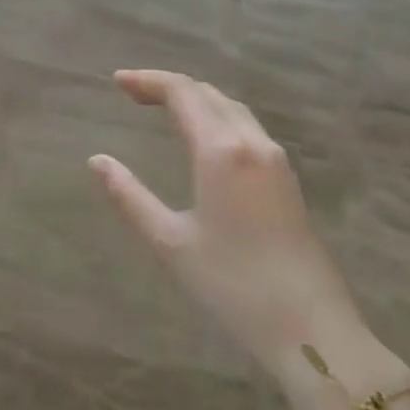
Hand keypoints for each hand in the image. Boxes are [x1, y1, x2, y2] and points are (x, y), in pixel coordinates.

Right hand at [89, 70, 364, 367]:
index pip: (183, 93)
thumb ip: (129, 196)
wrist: (312, 329)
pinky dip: (216, 117)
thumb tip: (97, 161)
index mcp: (221, 151)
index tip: (117, 82)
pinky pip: (247, 128)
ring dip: (196, 99)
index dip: (148, 81)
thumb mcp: (170, 242)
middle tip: (132, 93)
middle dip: (169, 86)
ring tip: (162, 108)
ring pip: (231, 109)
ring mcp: (276, 160)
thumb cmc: (233, 285)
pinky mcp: (287, 180)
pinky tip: (203, 138)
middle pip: (208, 94)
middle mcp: (252, 143)